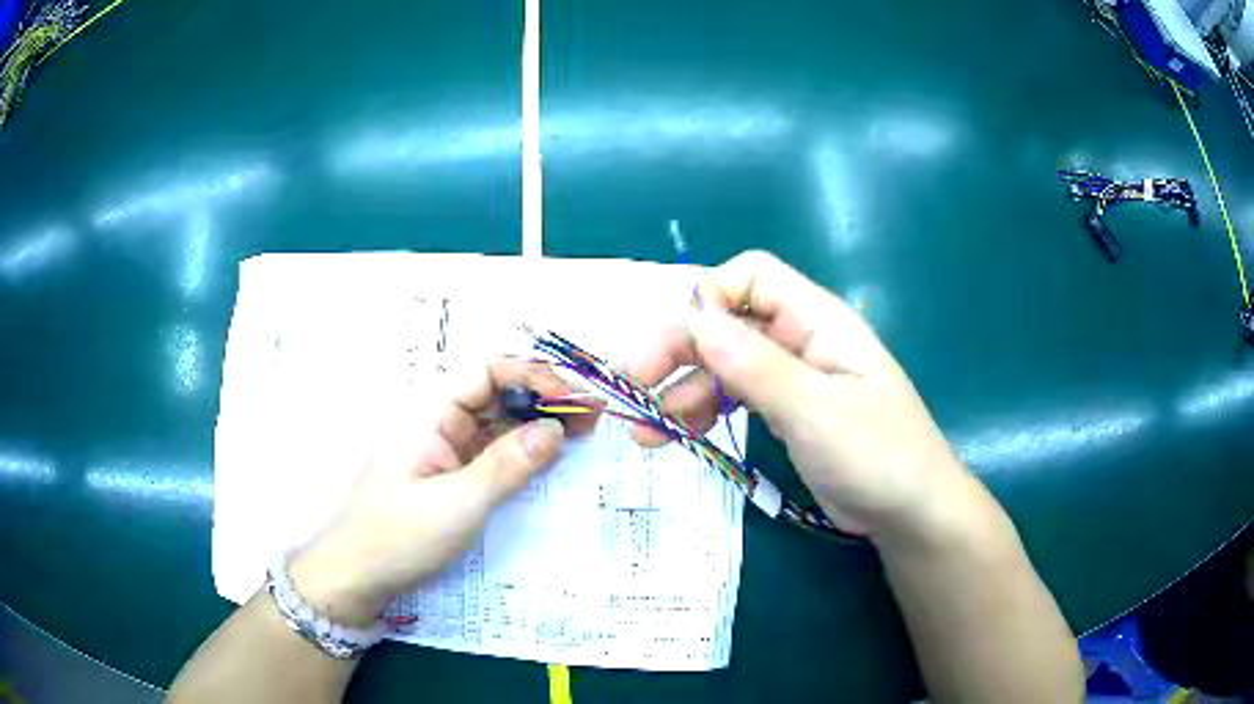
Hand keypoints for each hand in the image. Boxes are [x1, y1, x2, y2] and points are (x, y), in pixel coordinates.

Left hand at [288, 359, 596, 626]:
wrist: (358, 575)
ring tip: (582, 432)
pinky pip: (491, 451)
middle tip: (592, 416)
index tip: (575, 400)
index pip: (488, 371)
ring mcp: (445, 448)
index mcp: (431, 412)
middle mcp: (438, 421)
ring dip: (537, 423)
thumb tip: (555, 429)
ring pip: (497, 422)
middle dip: (544, 398)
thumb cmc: (399, 536)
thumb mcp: (457, 505)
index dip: (534, 377)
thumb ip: (507, 465)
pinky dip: (522, 450)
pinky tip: (548, 456)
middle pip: (497, 393)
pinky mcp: (450, 473)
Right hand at [628, 251, 976, 544]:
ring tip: (644, 432)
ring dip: (681, 390)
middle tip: (632, 389)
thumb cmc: (877, 455)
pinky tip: (676, 436)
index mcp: (816, 320)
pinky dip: (703, 412)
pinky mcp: (786, 411)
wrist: (909, 512)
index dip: (710, 299)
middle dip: (677, 352)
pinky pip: (735, 397)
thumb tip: (695, 320)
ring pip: (723, 364)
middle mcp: (800, 339)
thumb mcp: (816, 412)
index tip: (681, 346)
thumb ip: (756, 366)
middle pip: (726, 324)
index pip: (750, 277)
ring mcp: (792, 377)